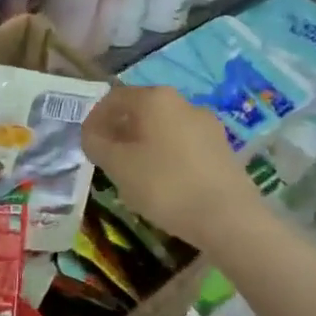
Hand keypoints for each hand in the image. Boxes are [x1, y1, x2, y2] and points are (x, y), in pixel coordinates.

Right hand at [81, 85, 260, 250]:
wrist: (229, 218)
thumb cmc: (165, 185)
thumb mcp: (118, 166)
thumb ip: (96, 144)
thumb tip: (91, 134)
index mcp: (155, 99)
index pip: (113, 98)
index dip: (94, 119)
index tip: (87, 144)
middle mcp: (183, 102)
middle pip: (140, 111)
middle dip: (120, 132)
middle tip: (107, 160)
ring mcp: (207, 125)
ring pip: (162, 129)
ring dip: (142, 145)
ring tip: (133, 176)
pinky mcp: (222, 148)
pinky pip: (183, 145)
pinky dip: (166, 157)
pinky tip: (163, 185)